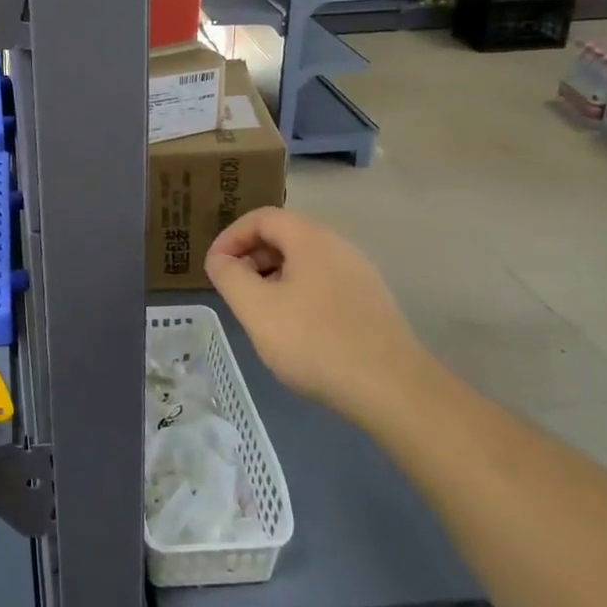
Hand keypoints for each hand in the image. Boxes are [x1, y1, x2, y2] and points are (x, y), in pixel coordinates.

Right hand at [205, 207, 433, 423]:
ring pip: (304, 263)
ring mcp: (360, 275)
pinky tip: (293, 330)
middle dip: (251, 257)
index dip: (231, 237)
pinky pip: (323, 285)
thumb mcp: (256, 308)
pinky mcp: (371, 304)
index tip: (214, 267)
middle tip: (233, 290)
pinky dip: (297, 295)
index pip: (262, 217)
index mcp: (311, 239)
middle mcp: (339, 247)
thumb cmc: (314, 341)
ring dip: (273, 278)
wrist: (393, 389)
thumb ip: (229, 276)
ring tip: (258, 312)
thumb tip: (220, 260)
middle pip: (285, 236)